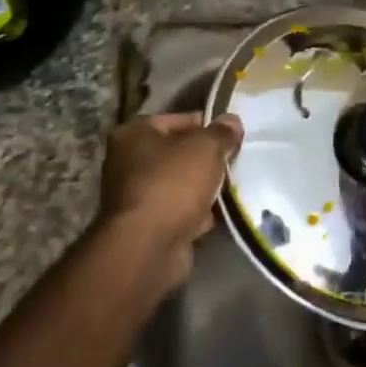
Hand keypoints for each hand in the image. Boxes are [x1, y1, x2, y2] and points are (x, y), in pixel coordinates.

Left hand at [98, 112, 242, 286]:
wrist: (148, 246)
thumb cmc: (172, 184)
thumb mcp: (205, 148)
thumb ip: (221, 133)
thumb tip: (232, 121)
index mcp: (134, 134)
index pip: (178, 120)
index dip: (209, 125)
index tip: (234, 136)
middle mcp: (128, 162)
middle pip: (179, 153)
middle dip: (208, 159)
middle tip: (237, 162)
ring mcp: (137, 196)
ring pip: (181, 184)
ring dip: (205, 187)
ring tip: (235, 187)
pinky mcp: (148, 226)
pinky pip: (181, 211)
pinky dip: (199, 213)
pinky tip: (223, 214)